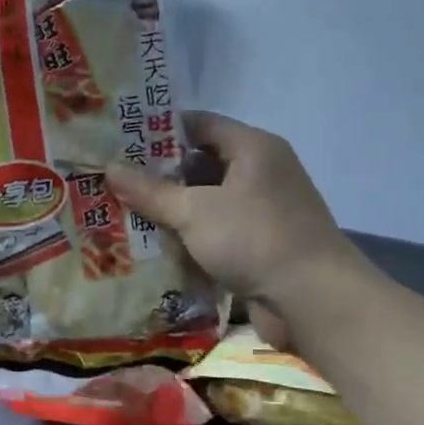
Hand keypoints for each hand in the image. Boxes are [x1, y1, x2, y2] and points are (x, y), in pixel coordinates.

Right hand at [107, 112, 360, 331]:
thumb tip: (109, 169)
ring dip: (173, 209)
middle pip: (202, 163)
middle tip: (115, 179)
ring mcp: (263, 209)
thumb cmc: (254, 239)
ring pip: (208, 200)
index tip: (121, 140)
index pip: (200, 124)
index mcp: (253, 148)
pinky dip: (191, 236)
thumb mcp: (195, 212)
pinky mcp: (261, 243)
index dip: (159, 129)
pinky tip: (156, 245)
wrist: (314, 300)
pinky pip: (218, 230)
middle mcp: (262, 172)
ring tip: (126, 211)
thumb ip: (151, 191)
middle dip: (160, 174)